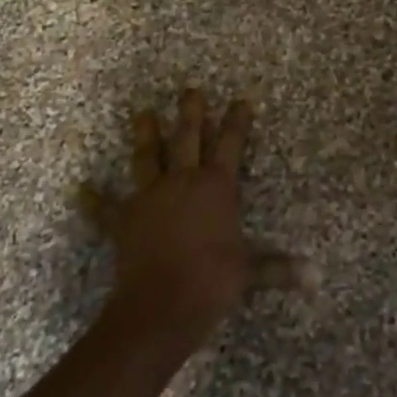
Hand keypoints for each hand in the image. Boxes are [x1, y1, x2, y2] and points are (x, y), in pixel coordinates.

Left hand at [78, 90, 313, 342]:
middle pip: (187, 138)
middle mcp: (182, 182)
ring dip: (145, 135)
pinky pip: (105, 208)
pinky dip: (94, 200)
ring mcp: (149, 197)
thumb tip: (315, 278)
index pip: (230, 145)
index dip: (237, 122)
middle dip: (190, 113)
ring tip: (142, 113)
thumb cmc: (211, 281)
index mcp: (215, 187)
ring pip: (147, 157)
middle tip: (190, 90)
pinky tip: (81, 190)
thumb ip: (279, 269)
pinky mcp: (123, 220)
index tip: (242, 100)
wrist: (161, 305)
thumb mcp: (250, 272)